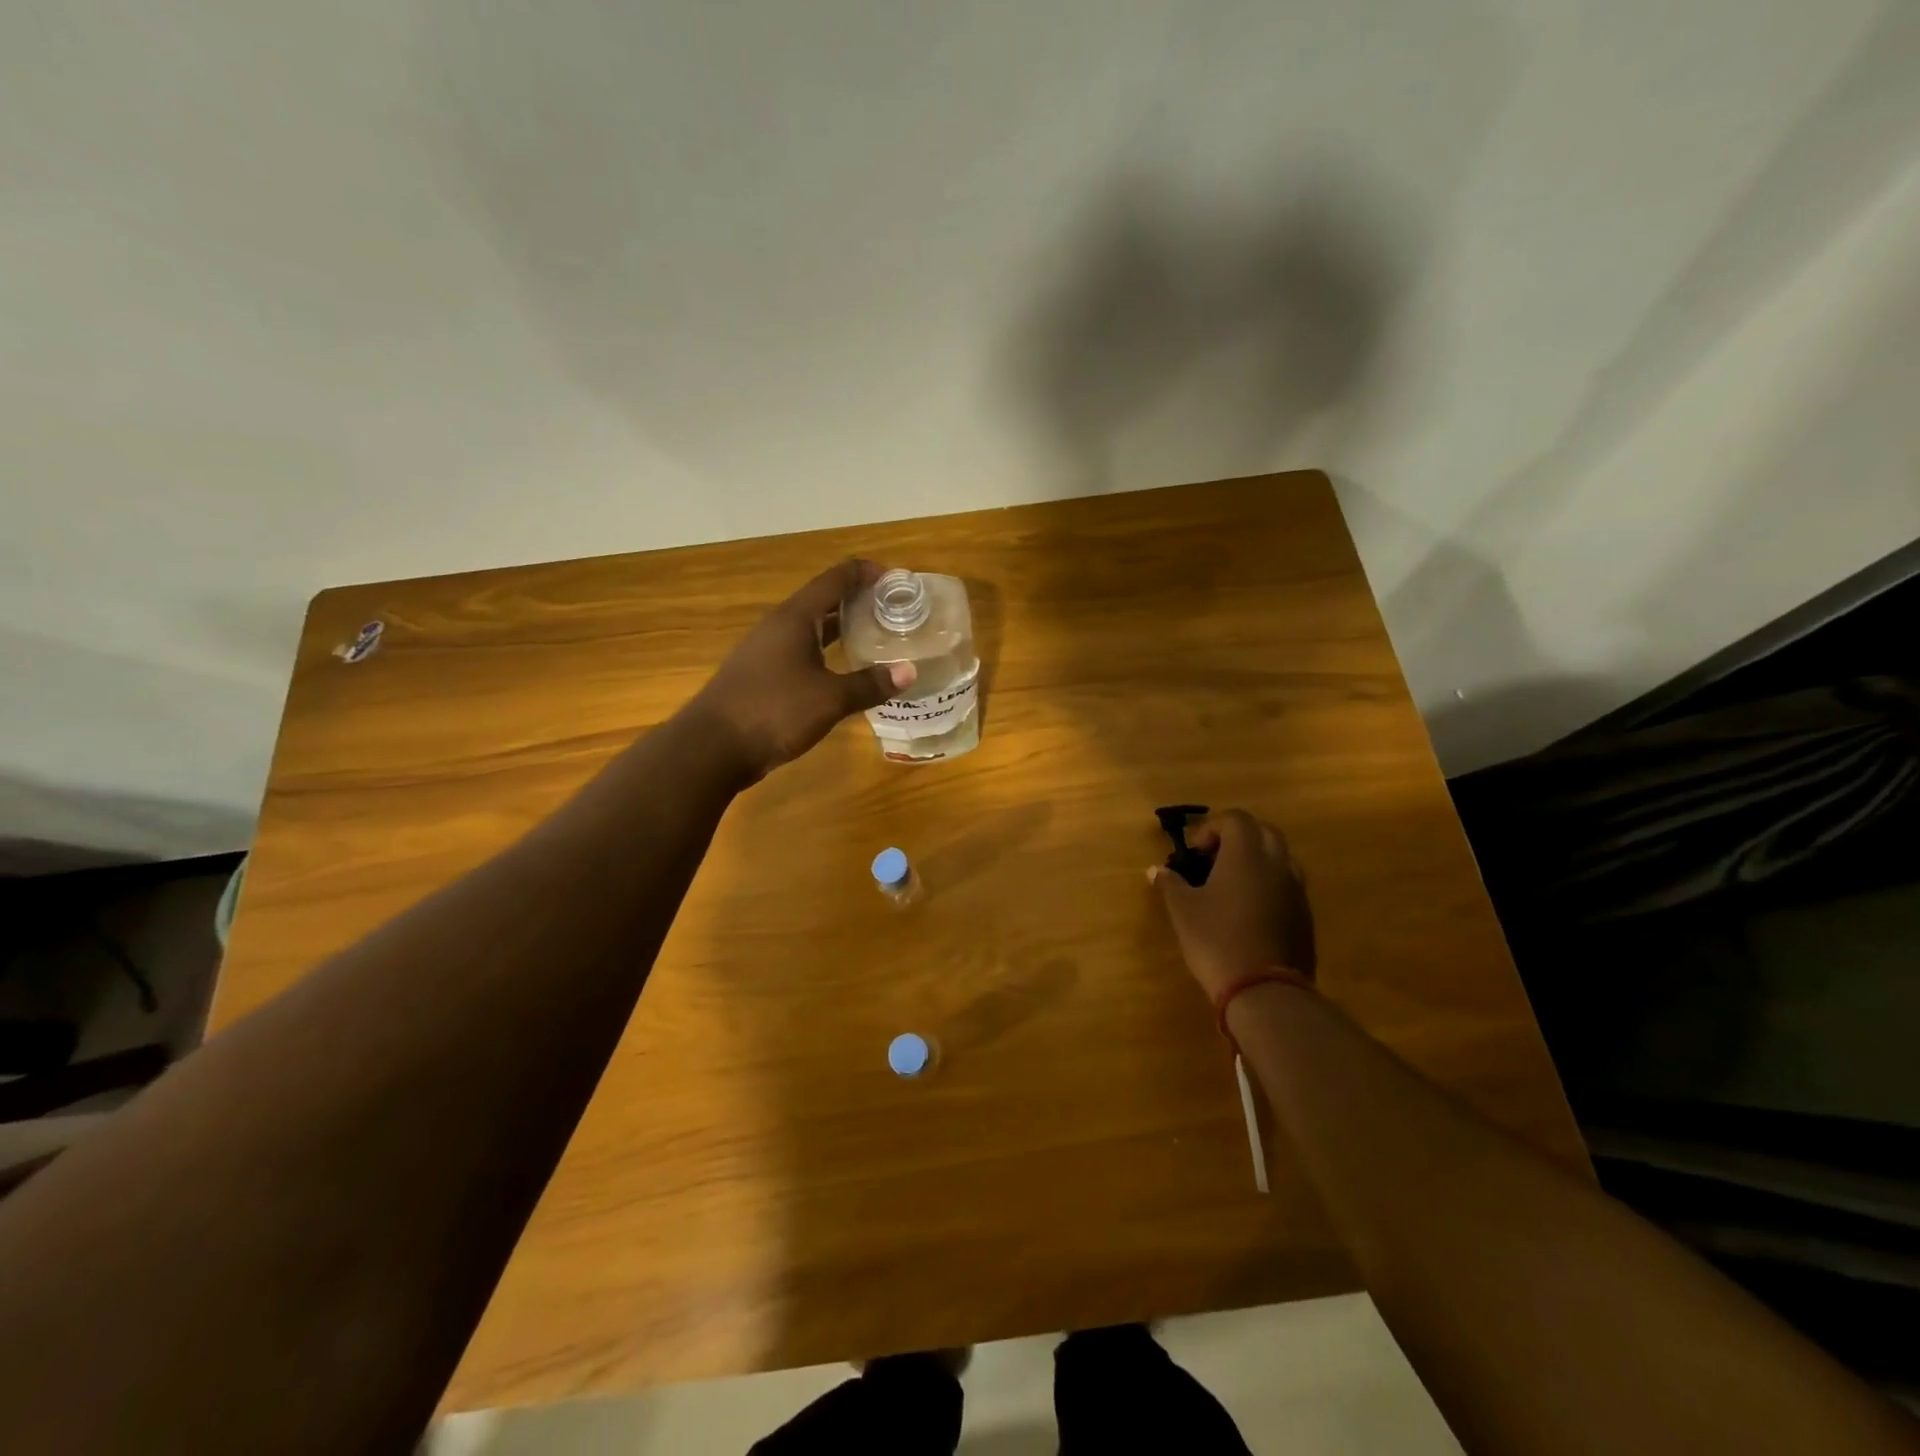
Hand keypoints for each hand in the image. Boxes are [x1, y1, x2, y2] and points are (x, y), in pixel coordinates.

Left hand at [689, 559, 916, 782]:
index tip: (895, 578)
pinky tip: (844, 671)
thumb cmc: (773, 711)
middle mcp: (780, 627)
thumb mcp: (829, 699)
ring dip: (842, 629)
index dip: (865, 573)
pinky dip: (827, 654)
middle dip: (858, 601)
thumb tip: (909, 672)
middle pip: (824, 601)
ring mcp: (767, 651)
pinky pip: (802, 653)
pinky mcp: (763, 676)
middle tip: (894, 610)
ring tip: (876, 637)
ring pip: (812, 630)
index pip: (835, 580)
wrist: (712, 747)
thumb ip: (869, 684)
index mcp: (795, 618)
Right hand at [1151, 810, 1315, 1001]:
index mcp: (1246, 855)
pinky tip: (1249, 911)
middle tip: (1213, 860)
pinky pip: (1288, 885)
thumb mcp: (1183, 911)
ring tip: (1232, 884)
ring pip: (1280, 858)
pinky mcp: (1305, 916)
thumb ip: (1170, 884)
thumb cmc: (1217, 941)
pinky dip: (1269, 885)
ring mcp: (1296, 890)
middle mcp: (1277, 864)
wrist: (1266, 992)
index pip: (1235, 819)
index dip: (1211, 828)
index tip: (1194, 852)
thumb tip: (1156, 870)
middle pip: (1263, 832)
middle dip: (1237, 838)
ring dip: (1257, 860)